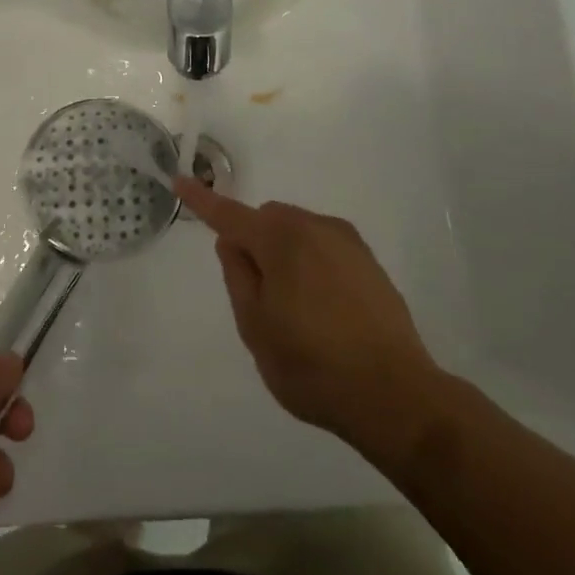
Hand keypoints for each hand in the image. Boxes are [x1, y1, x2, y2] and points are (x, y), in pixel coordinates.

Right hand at [176, 177, 450, 471]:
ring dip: (284, 254)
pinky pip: (324, 248)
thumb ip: (238, 276)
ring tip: (296, 312)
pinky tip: (324, 311)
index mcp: (280, 239)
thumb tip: (232, 242)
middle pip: (268, 219)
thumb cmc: (312, 365)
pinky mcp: (369, 262)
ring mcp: (347, 242)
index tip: (179, 179)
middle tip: (258, 296)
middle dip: (254, 242)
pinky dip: (311, 265)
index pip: (229, 214)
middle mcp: (315, 227)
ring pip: (297, 232)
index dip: (202, 200)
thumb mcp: (255, 327)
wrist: (396, 395)